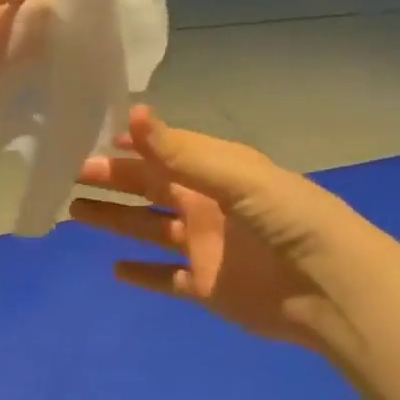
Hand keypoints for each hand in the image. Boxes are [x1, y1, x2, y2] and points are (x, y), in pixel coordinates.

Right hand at [72, 107, 376, 351]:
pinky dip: (142, 274)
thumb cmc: (284, 217)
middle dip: (113, 180)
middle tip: (70, 174)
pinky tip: (113, 270)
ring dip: (114, 220)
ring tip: (74, 212)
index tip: (94, 136)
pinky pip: (166, 278)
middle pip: (149, 188)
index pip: (164, 151)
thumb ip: (180, 151)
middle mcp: (205, 204)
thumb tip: (134, 112)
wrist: (329, 286)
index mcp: (214, 171)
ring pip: (148, 229)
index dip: (132, 144)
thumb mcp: (233, 175)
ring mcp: (204, 246)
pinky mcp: (207, 287)